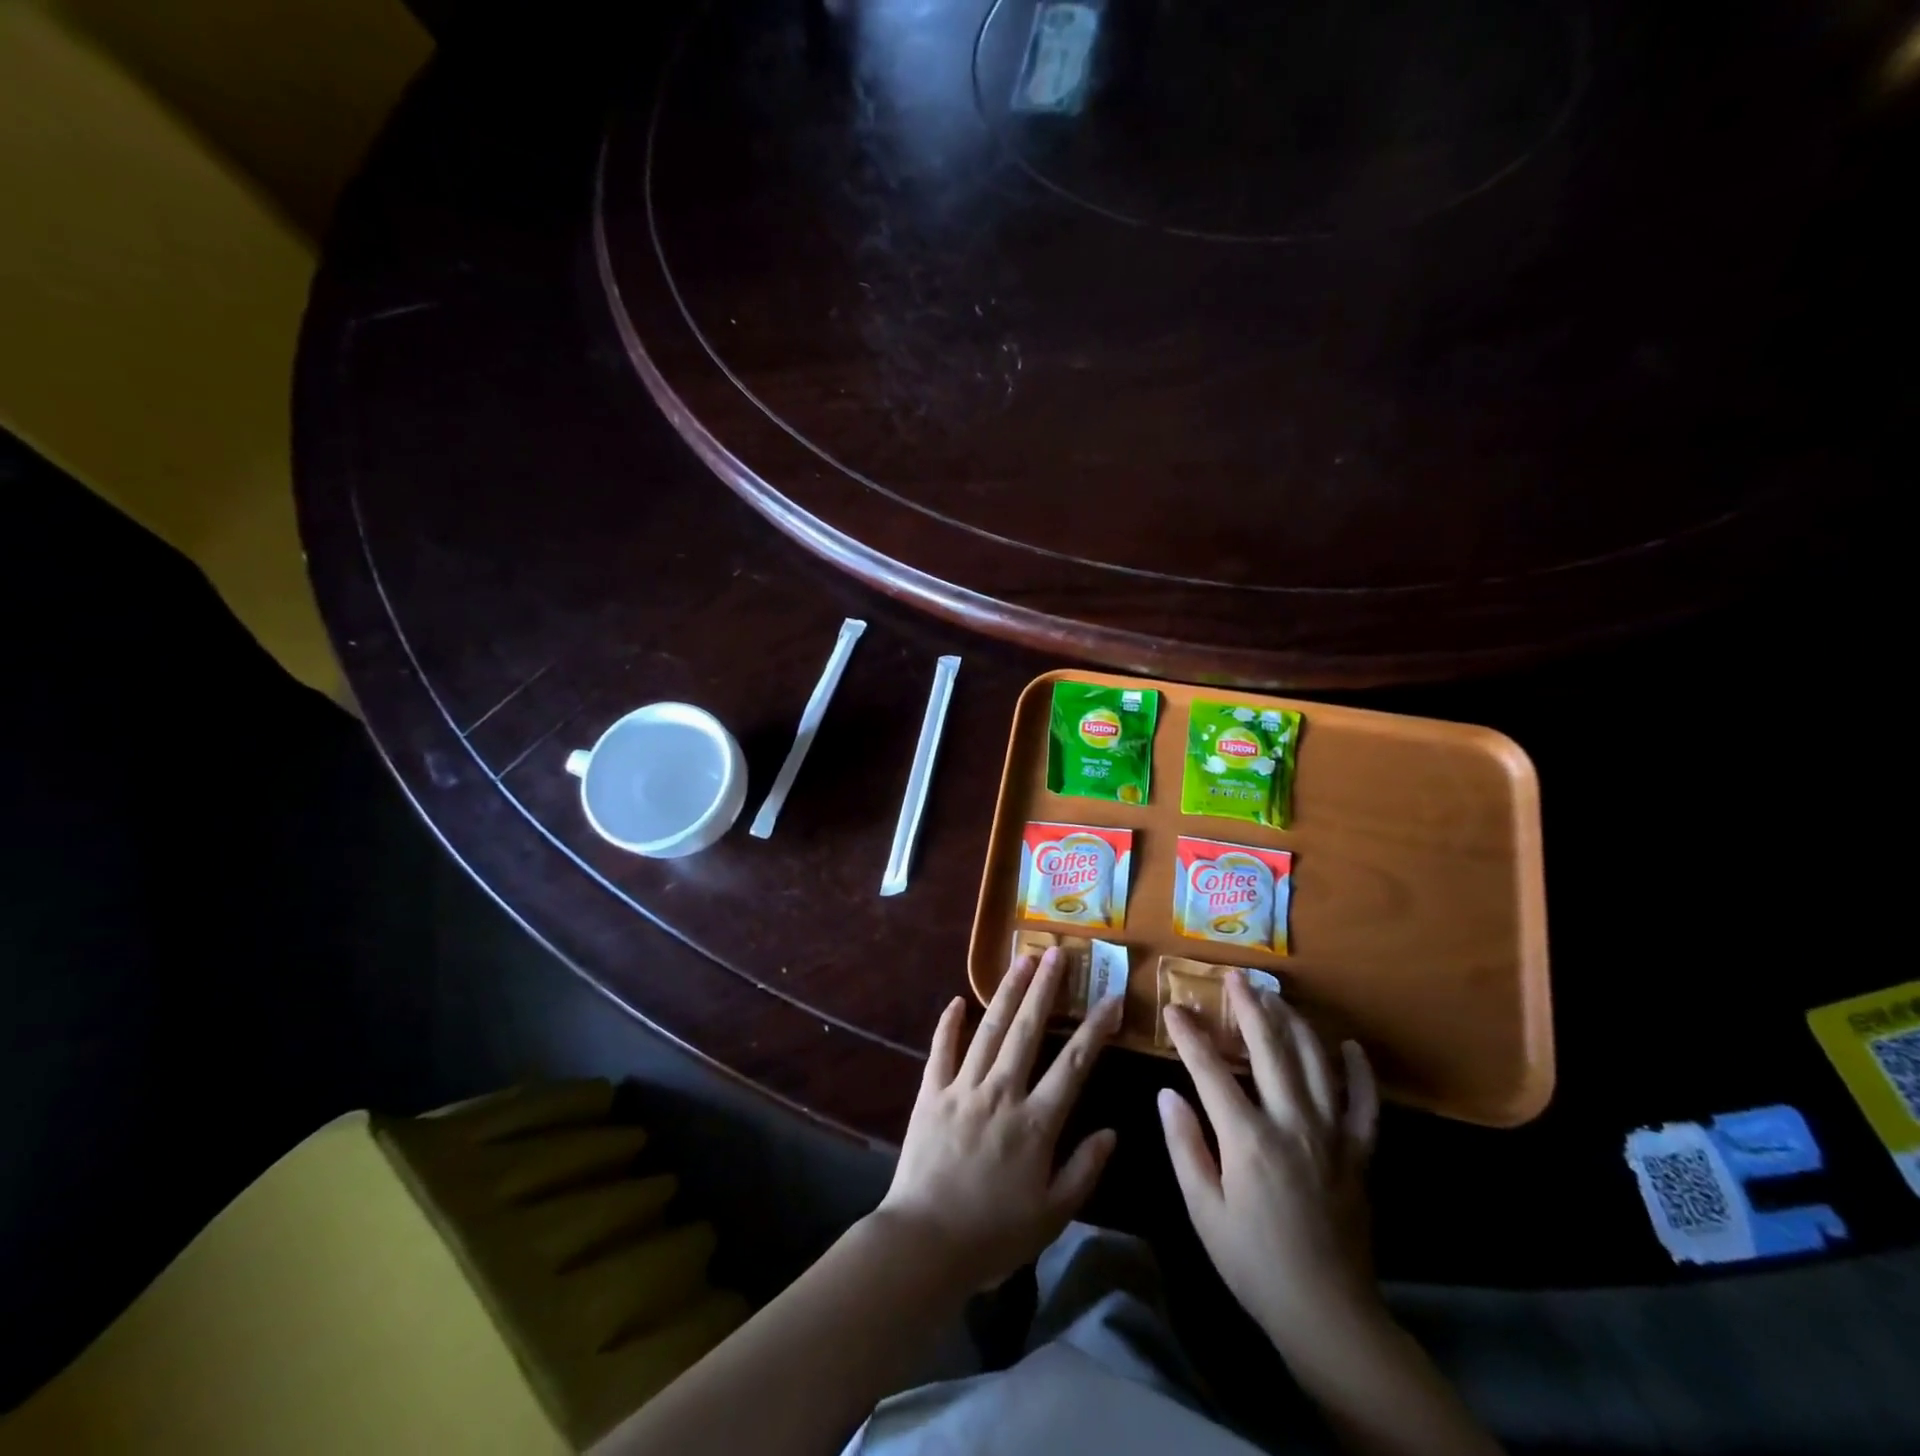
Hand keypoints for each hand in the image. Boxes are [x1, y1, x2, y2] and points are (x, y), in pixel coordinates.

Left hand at [874, 948, 1122, 1291]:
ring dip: (1006, 993)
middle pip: (1028, 1030)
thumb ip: (1084, 1170)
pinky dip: (948, 1024)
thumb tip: (1112, 1131)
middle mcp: (1001, 1092)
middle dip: (1045, 988)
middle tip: (1056, 953)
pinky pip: (941, 1050)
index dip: (1096, 1028)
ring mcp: (963, 1088)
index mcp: (1036, 1122)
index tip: (1112, 999)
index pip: (1074, 1064)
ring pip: (989, 1030)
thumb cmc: (993, 1235)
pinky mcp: (931, 1093)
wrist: (924, 1244)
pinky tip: (957, 1000)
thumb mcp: (1052, 1215)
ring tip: (1021, 960)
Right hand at [1158, 974, 1380, 1351]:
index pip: (1210, 1069)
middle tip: (1234, 976)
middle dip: (1248, 1006)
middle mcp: (1292, 1123)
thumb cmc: (1254, 1263)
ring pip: (1315, 1062)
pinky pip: (1364, 1102)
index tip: (1173, 1007)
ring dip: (1294, 1023)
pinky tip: (1348, 1046)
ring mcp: (1332, 1134)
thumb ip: (1184, 1145)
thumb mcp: (1203, 1210)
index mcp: (1248, 1138)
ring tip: (1275, 997)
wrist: (1329, 1314)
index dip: (1189, 1034)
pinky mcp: (1359, 1152)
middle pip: (1269, 1048)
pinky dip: (1358, 1071)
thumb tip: (1167, 1093)